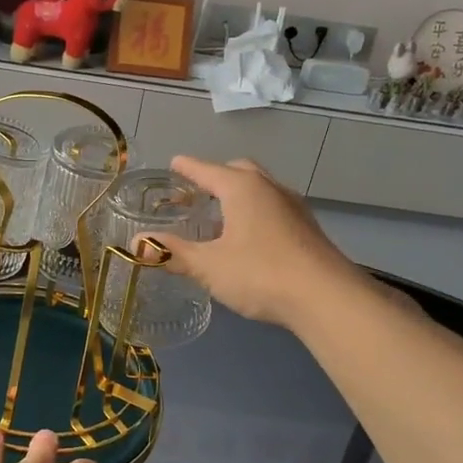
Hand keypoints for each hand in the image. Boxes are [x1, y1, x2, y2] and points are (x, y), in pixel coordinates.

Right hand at [151, 156, 366, 327]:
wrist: (326, 297)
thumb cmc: (260, 273)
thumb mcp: (208, 265)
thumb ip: (173, 252)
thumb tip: (137, 242)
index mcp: (242, 188)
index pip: (207, 169)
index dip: (187, 168)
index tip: (173, 164)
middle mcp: (269, 188)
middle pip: (238, 171)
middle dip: (216, 176)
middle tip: (197, 192)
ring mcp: (293, 207)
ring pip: (260, 189)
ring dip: (238, 195)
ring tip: (219, 216)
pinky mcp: (307, 228)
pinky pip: (273, 208)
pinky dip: (255, 212)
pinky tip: (248, 238)